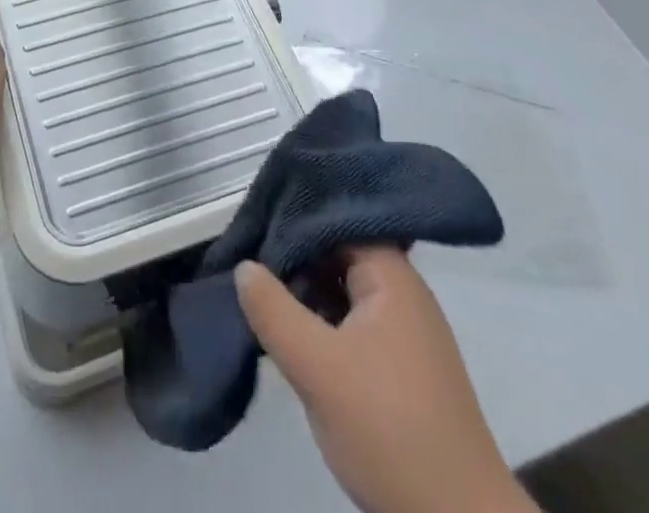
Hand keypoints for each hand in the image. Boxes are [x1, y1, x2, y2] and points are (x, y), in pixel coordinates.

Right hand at [236, 249, 534, 512]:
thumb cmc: (389, 430)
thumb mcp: (318, 369)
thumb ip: (274, 311)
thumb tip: (244, 265)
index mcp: (392, 275)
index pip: (336, 220)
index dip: (293, 218)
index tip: (253, 222)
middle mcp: (403, 292)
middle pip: (339, 253)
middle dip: (295, 255)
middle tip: (247, 256)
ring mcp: (405, 331)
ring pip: (344, 290)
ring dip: (306, 290)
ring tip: (260, 290)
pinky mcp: (401, 367)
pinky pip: (352, 321)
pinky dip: (322, 319)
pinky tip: (291, 331)